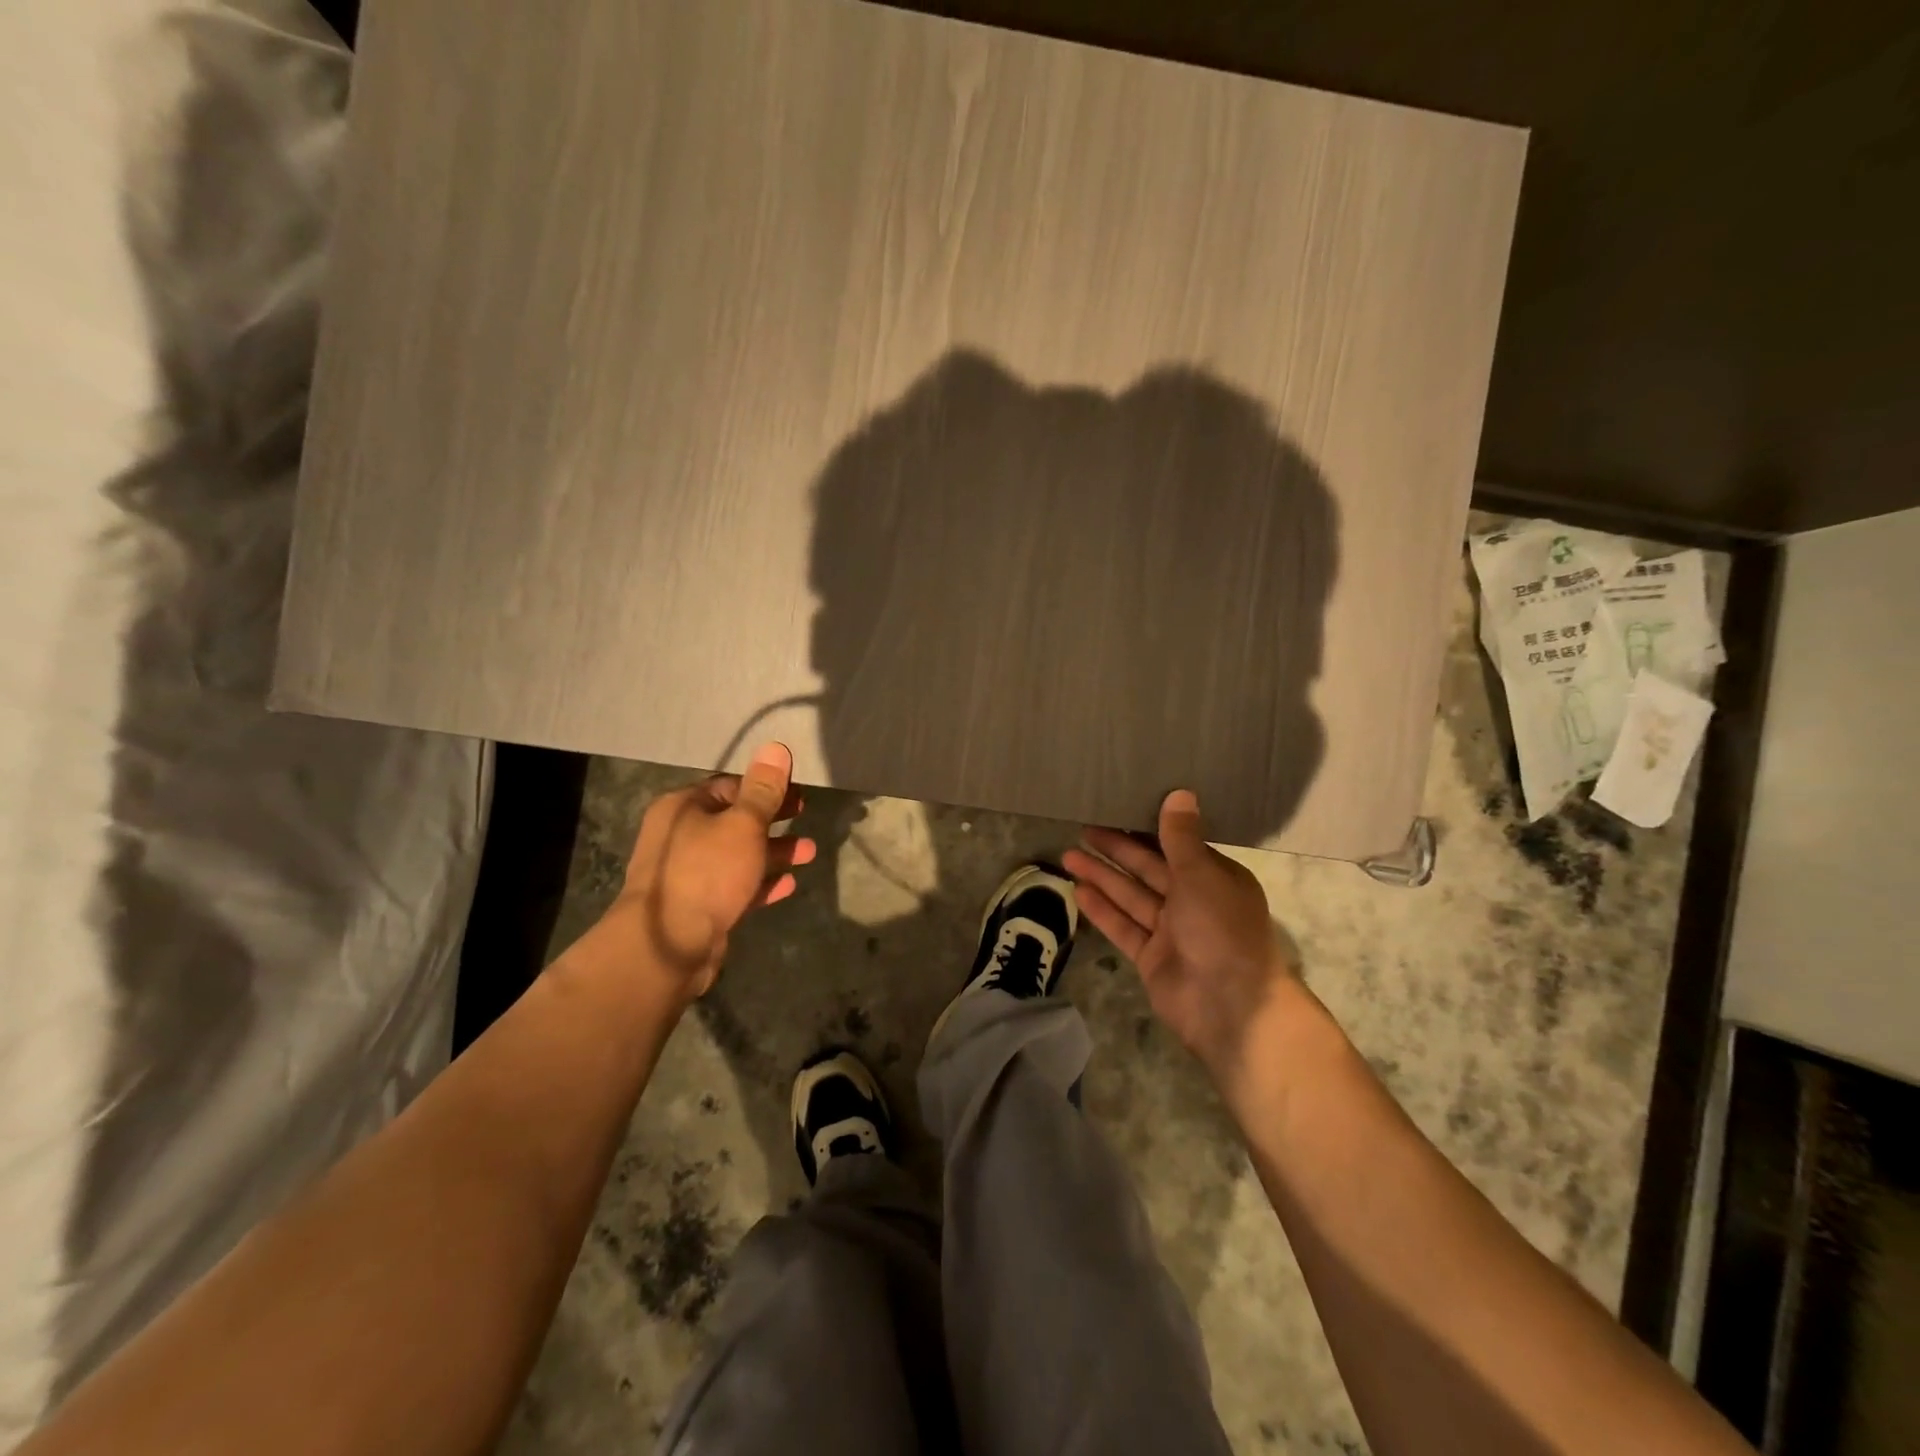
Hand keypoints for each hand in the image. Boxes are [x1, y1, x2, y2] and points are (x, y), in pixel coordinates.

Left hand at [610, 742, 816, 1000]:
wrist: (667, 945)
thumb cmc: (707, 872)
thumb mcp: (743, 824)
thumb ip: (763, 790)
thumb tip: (776, 747)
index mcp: (684, 808)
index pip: (729, 785)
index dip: (765, 786)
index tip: (798, 791)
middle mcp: (681, 836)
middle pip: (735, 819)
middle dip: (774, 818)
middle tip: (806, 814)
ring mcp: (689, 873)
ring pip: (738, 854)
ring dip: (774, 851)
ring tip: (810, 853)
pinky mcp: (699, 906)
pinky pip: (736, 886)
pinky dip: (762, 883)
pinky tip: (790, 885)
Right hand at [1063, 790, 1295, 1084]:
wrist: (1230, 1009)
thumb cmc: (1222, 931)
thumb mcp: (1202, 875)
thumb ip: (1182, 837)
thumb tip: (1180, 793)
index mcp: (1215, 878)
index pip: (1177, 845)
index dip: (1147, 828)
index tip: (1119, 808)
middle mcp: (1194, 902)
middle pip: (1149, 869)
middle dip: (1117, 850)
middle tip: (1084, 827)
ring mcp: (1171, 932)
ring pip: (1131, 896)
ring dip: (1102, 876)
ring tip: (1068, 854)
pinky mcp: (1151, 958)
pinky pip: (1123, 927)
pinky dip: (1103, 910)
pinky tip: (1077, 891)